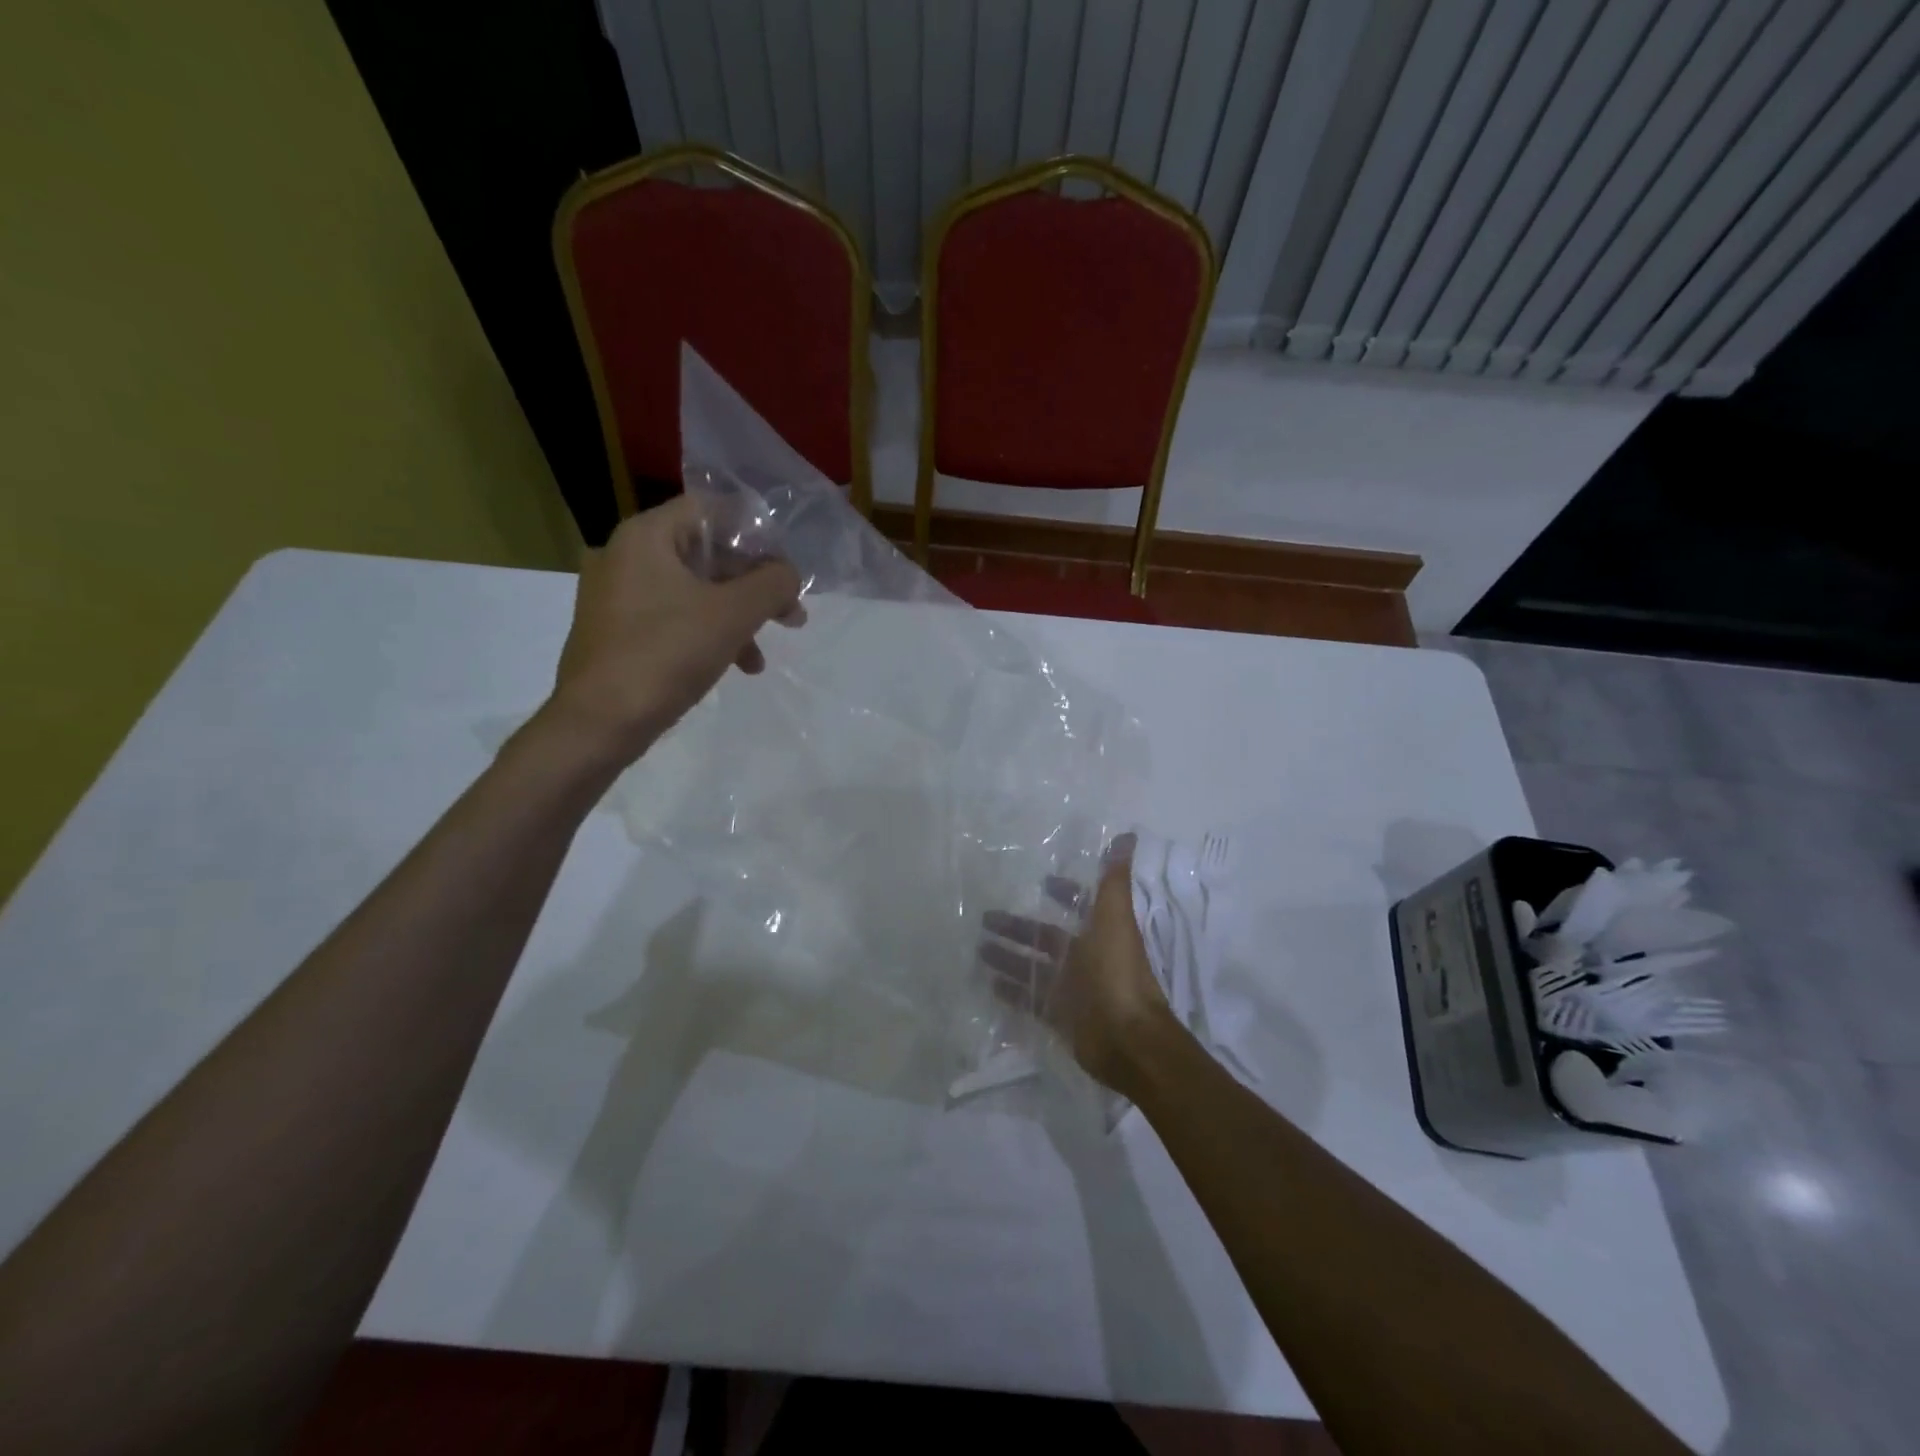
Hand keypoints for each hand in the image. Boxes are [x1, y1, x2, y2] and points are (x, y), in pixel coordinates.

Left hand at [544, 495, 803, 763]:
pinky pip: (674, 618)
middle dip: (754, 586)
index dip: (756, 535)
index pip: (712, 510)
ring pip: (694, 591)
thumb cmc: (666, 656)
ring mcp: (617, 596)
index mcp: (646, 536)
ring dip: (737, 617)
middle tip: (791, 615)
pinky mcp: (617, 632)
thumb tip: (789, 574)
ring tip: (761, 658)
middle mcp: (626, 556)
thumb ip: (772, 585)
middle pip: (706, 554)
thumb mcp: (733, 615)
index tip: (787, 569)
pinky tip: (733, 667)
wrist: (599, 724)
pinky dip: (708, 634)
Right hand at [980, 835, 1179, 1095]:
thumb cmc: (1117, 972)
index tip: (1039, 881)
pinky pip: (1030, 1001)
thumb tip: (1128, 835)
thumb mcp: (1114, 918)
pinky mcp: (1060, 1017)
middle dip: (1018, 928)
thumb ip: (1114, 879)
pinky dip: (1012, 992)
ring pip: (1033, 968)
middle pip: (1045, 938)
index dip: (1062, 892)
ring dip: (1008, 958)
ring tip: (977, 950)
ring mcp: (1071, 989)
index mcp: (1099, 933)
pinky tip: (987, 983)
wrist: (1127, 1038)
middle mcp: (1085, 958)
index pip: (1077, 906)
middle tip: (985, 919)